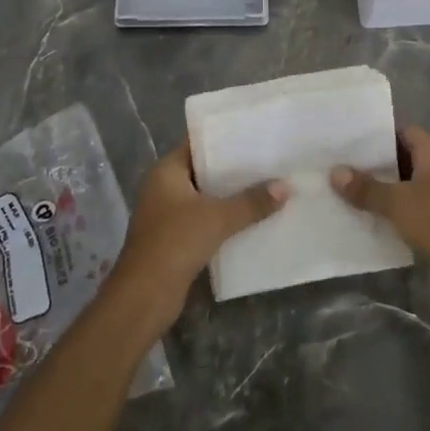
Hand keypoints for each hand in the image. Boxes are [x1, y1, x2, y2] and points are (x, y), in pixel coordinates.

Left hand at [110, 140, 287, 328]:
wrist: (144, 297)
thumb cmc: (175, 243)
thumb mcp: (217, 218)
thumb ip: (251, 202)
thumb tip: (286, 186)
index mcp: (166, 171)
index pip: (197, 143)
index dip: (225, 138)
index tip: (255, 133)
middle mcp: (163, 188)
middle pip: (204, 171)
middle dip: (234, 170)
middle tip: (270, 161)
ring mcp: (167, 215)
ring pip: (206, 197)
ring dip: (232, 197)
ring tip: (269, 187)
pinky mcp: (175, 239)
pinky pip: (205, 220)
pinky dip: (225, 219)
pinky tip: (253, 219)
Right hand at [331, 125, 429, 285]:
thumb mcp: (396, 204)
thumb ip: (366, 188)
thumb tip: (335, 172)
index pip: (405, 132)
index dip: (380, 137)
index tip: (352, 145)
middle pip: (408, 157)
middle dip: (380, 165)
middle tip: (348, 170)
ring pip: (414, 183)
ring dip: (391, 189)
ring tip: (357, 194)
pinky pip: (422, 204)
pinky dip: (403, 208)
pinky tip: (380, 218)